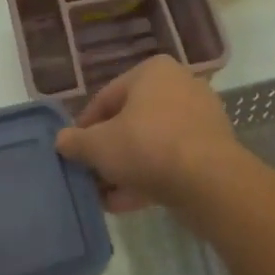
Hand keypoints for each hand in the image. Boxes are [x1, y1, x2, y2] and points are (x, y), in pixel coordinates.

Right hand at [55, 56, 238, 213]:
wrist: (209, 181)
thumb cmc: (147, 146)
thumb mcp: (99, 145)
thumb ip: (76, 142)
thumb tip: (61, 140)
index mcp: (152, 71)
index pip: (106, 97)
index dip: (84, 127)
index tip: (73, 152)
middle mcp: (179, 85)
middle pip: (131, 121)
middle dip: (108, 151)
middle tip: (90, 175)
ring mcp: (200, 118)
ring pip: (151, 143)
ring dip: (126, 169)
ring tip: (105, 196)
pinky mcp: (212, 149)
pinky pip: (172, 160)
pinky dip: (150, 177)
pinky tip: (127, 203)